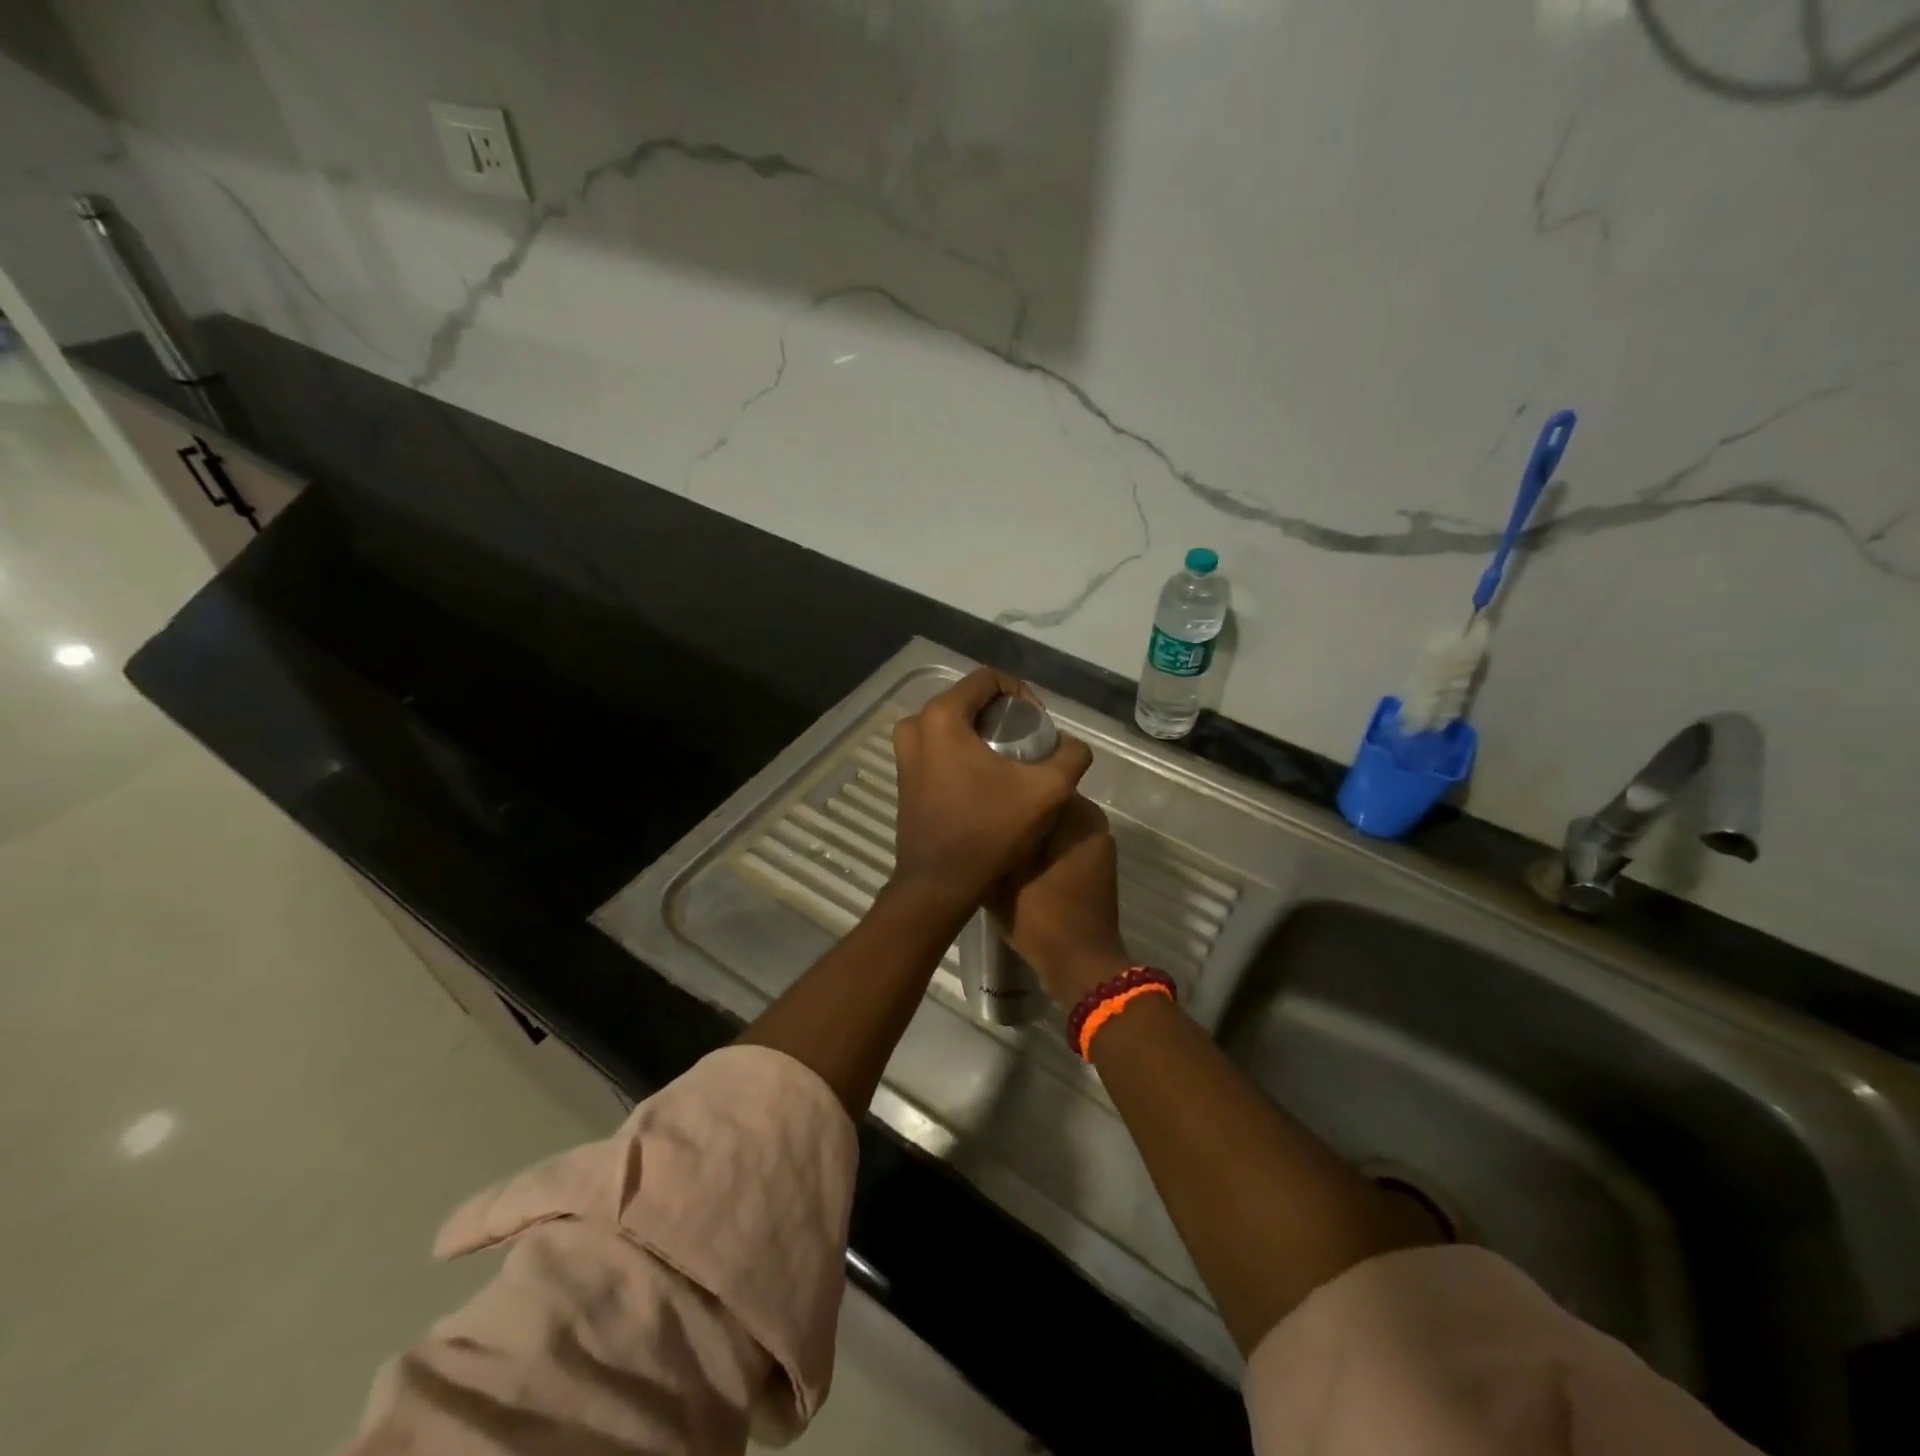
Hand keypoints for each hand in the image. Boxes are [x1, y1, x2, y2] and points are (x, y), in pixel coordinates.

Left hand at [889, 668, 1092, 910]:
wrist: (940, 884)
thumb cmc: (990, 831)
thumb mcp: (1047, 791)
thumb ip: (1070, 756)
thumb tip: (1072, 746)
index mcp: (942, 716)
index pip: (989, 679)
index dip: (1022, 695)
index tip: (1038, 727)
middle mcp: (915, 725)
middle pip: (970, 700)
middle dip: (1003, 716)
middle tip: (1029, 745)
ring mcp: (904, 752)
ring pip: (954, 725)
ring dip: (983, 735)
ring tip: (1011, 764)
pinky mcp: (904, 776)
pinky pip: (940, 747)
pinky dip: (964, 753)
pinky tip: (987, 782)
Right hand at [993, 794, 1130, 1010]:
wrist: (1080, 965)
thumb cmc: (1043, 915)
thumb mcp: (1005, 874)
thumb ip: (995, 839)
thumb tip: (979, 814)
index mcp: (1078, 815)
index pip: (1042, 776)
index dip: (1011, 780)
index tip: (984, 789)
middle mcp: (1093, 823)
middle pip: (1047, 801)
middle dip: (1020, 806)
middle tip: (983, 812)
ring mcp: (1096, 847)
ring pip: (1053, 824)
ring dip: (1029, 828)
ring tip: (994, 834)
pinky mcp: (1093, 868)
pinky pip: (1062, 844)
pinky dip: (1041, 847)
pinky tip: (1012, 857)